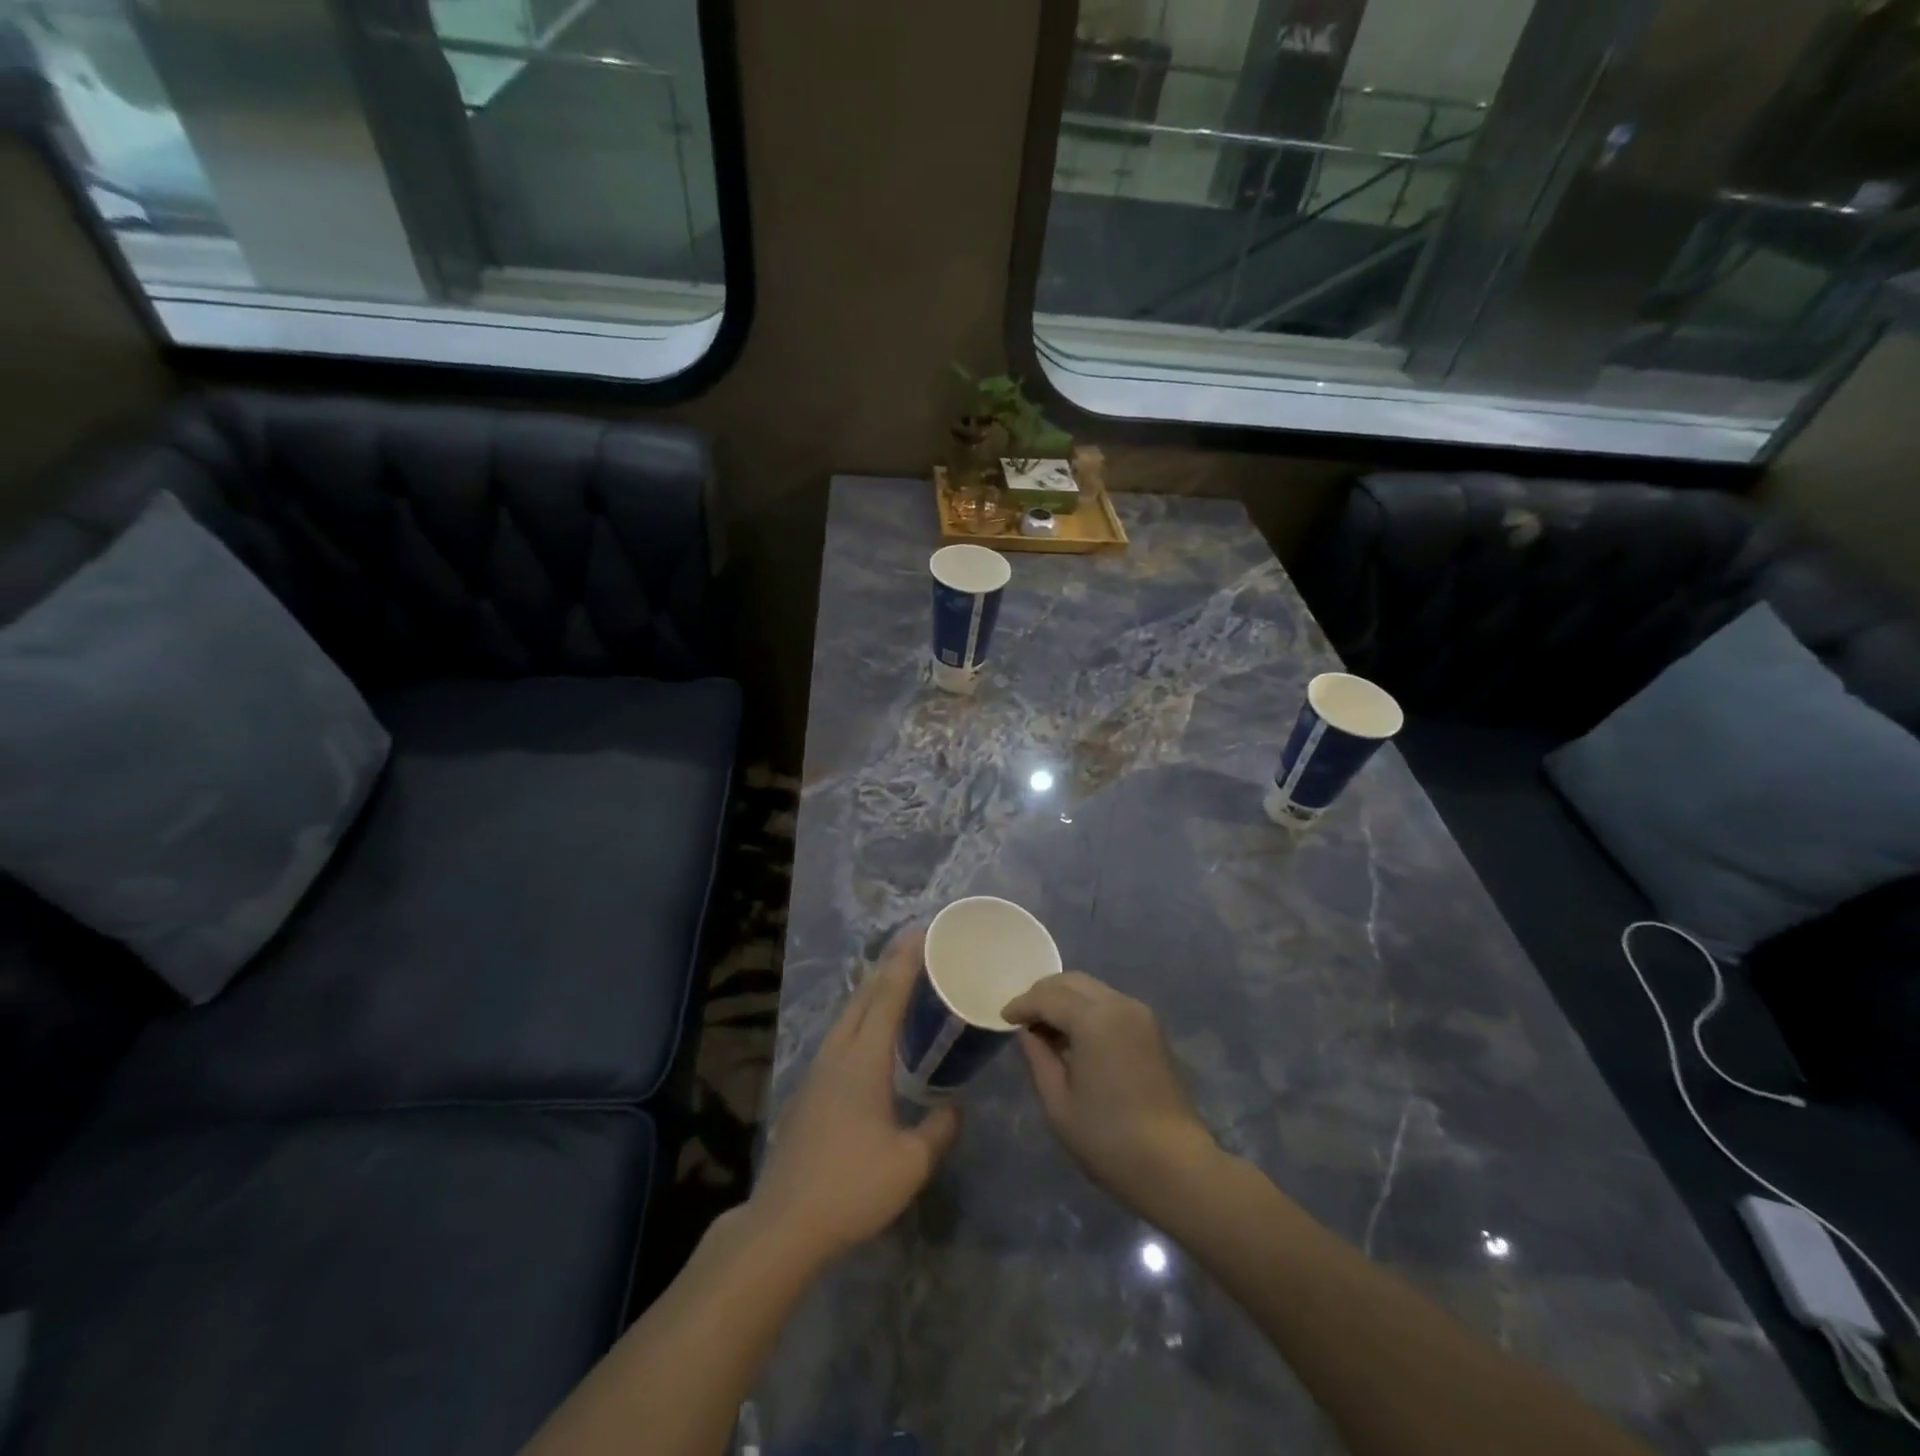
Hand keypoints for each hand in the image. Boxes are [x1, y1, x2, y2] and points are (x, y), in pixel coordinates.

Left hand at [747, 928, 959, 1265]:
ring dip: (870, 991)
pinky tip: (867, 1034)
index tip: (920, 933)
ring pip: (846, 1015)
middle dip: (888, 966)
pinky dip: (859, 1018)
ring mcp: (817, 1071)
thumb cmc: (851, 1187)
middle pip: (863, 997)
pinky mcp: (808, 1091)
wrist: (784, 1224)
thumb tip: (955, 1107)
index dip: (905, 963)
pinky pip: (839, 1036)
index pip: (888, 997)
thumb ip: (939, 1130)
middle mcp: (837, 1054)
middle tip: (912, 945)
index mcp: (863, 1060)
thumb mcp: (911, 1164)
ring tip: (893, 980)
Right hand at [1002, 971, 1217, 1217]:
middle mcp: (1119, 1004)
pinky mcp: (1151, 1028)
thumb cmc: (1108, 1139)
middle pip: (1072, 982)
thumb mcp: (1058, 1102)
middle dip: (1043, 994)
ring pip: (1092, 989)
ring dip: (1065, 1000)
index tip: (1003, 1018)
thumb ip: (1038, 1057)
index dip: (1022, 1004)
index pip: (1048, 996)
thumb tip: (1028, 1032)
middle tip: (1022, 1018)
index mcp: (1095, 1018)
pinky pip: (1109, 1004)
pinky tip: (1074, 1036)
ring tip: (1045, 1029)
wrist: (1175, 1166)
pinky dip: (1086, 1009)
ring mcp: (1140, 1014)